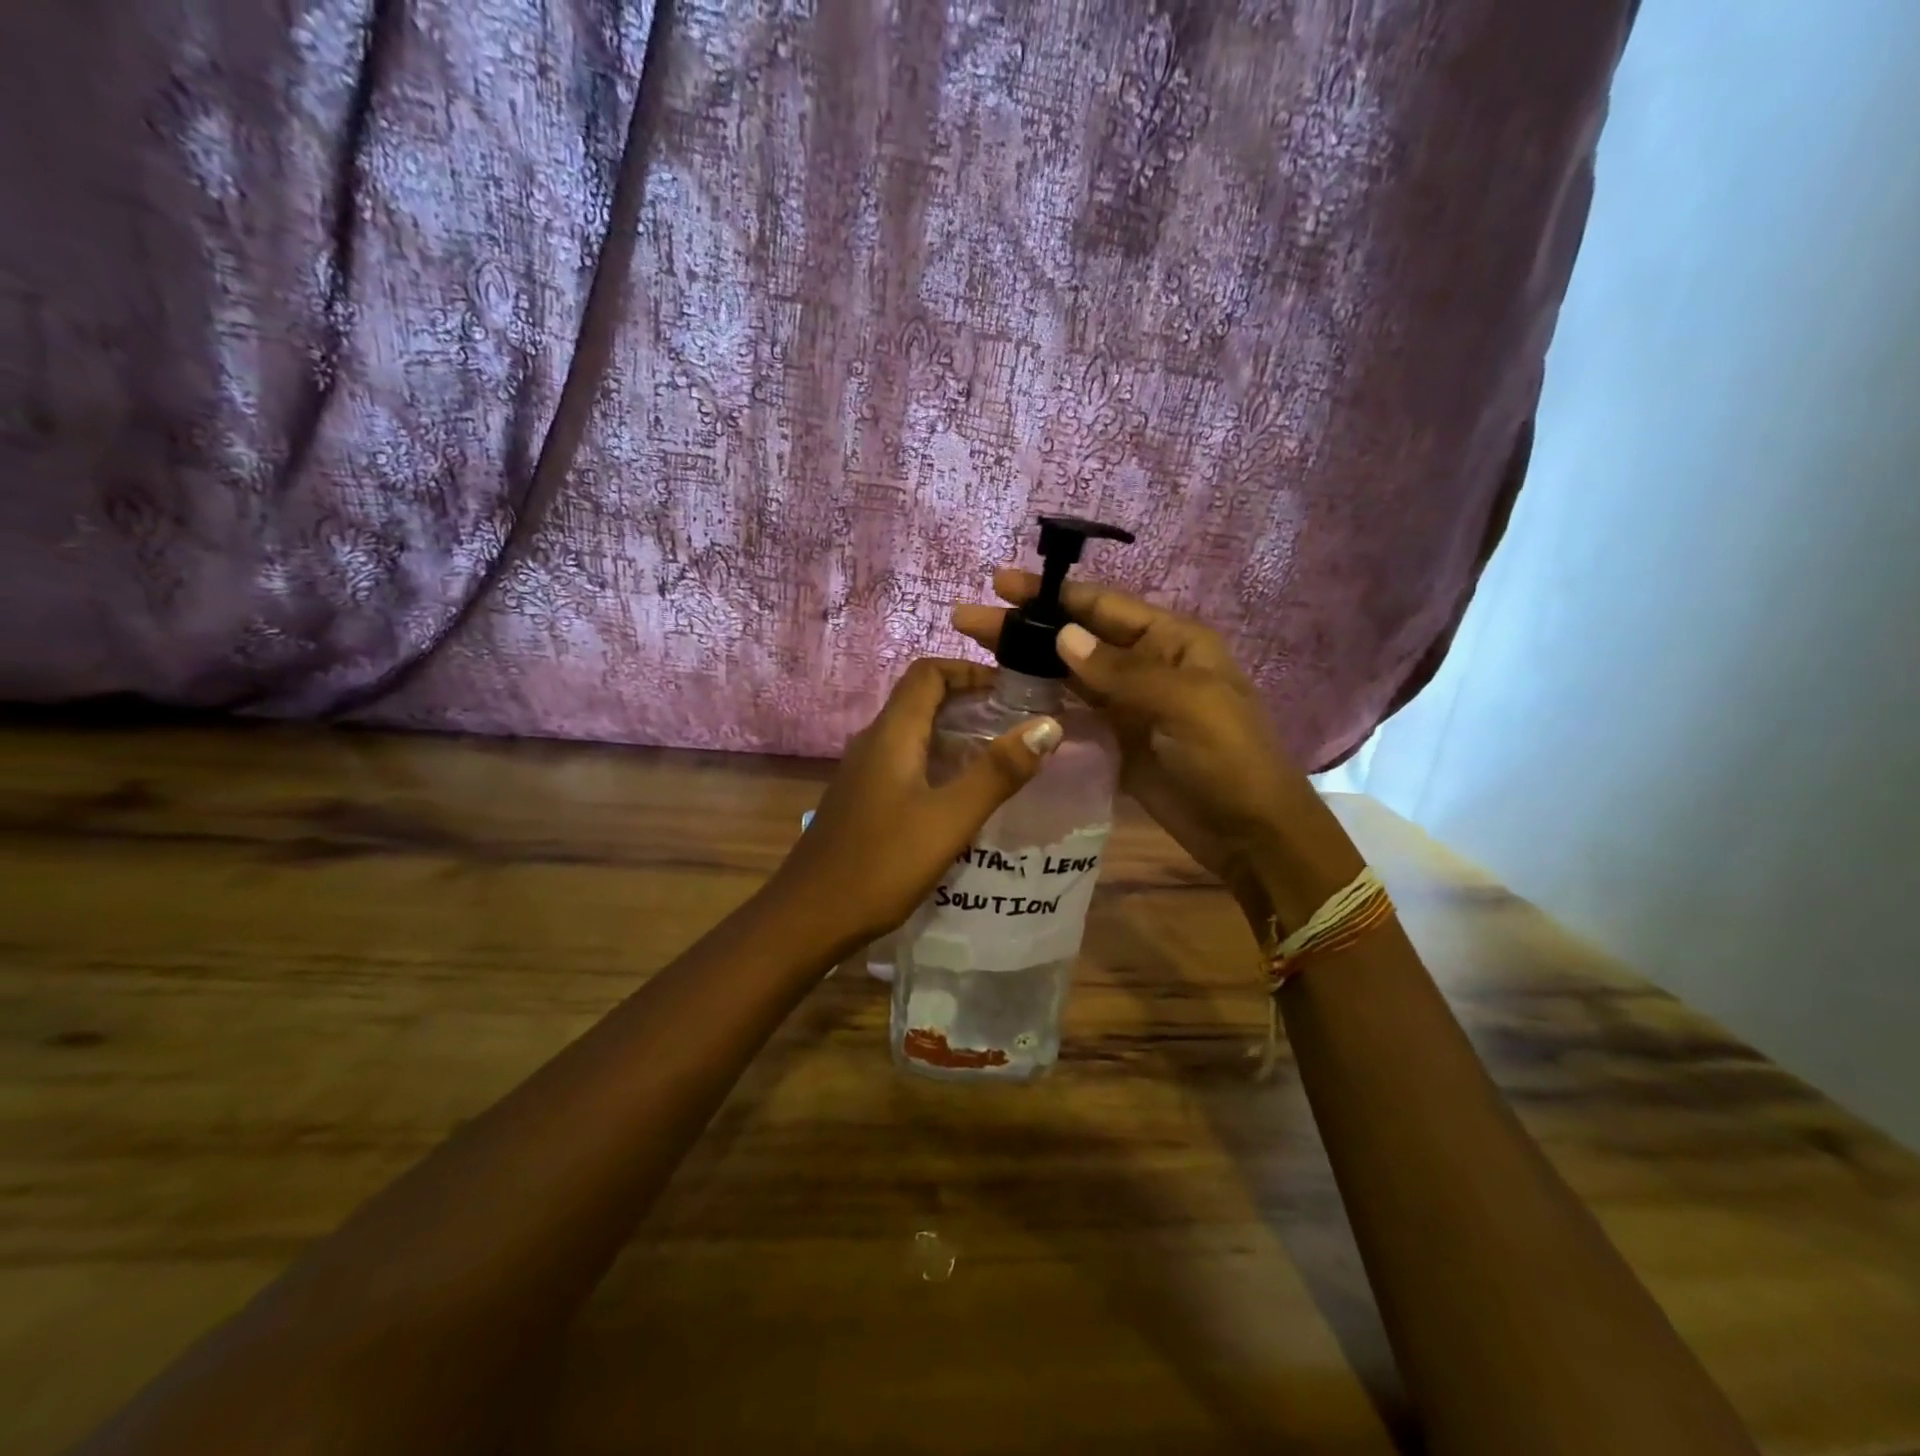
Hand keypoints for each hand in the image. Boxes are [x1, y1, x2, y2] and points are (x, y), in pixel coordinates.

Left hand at [771, 657, 1062, 947]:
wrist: (809, 917)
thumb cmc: (881, 864)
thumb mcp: (949, 819)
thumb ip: (998, 771)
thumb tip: (1048, 726)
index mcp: (891, 734)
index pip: (928, 673)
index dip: (970, 670)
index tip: (1012, 689)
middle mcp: (873, 742)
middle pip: (921, 699)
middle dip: (969, 701)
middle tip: (1016, 722)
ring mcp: (863, 772)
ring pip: (913, 733)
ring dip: (954, 733)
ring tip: (999, 756)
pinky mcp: (862, 799)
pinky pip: (904, 762)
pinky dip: (937, 762)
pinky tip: (960, 796)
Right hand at [953, 571, 1360, 934]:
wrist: (1251, 834)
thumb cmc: (1229, 759)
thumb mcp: (1185, 704)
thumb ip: (1122, 671)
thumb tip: (1064, 636)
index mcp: (1173, 642)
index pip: (1103, 607)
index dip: (1052, 594)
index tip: (1000, 585)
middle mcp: (1148, 666)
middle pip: (1078, 638)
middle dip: (1027, 627)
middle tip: (968, 620)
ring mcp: (1130, 706)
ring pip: (1070, 675)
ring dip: (1028, 663)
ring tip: (976, 653)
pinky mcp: (1117, 742)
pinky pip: (1074, 715)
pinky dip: (1043, 704)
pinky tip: (1007, 699)